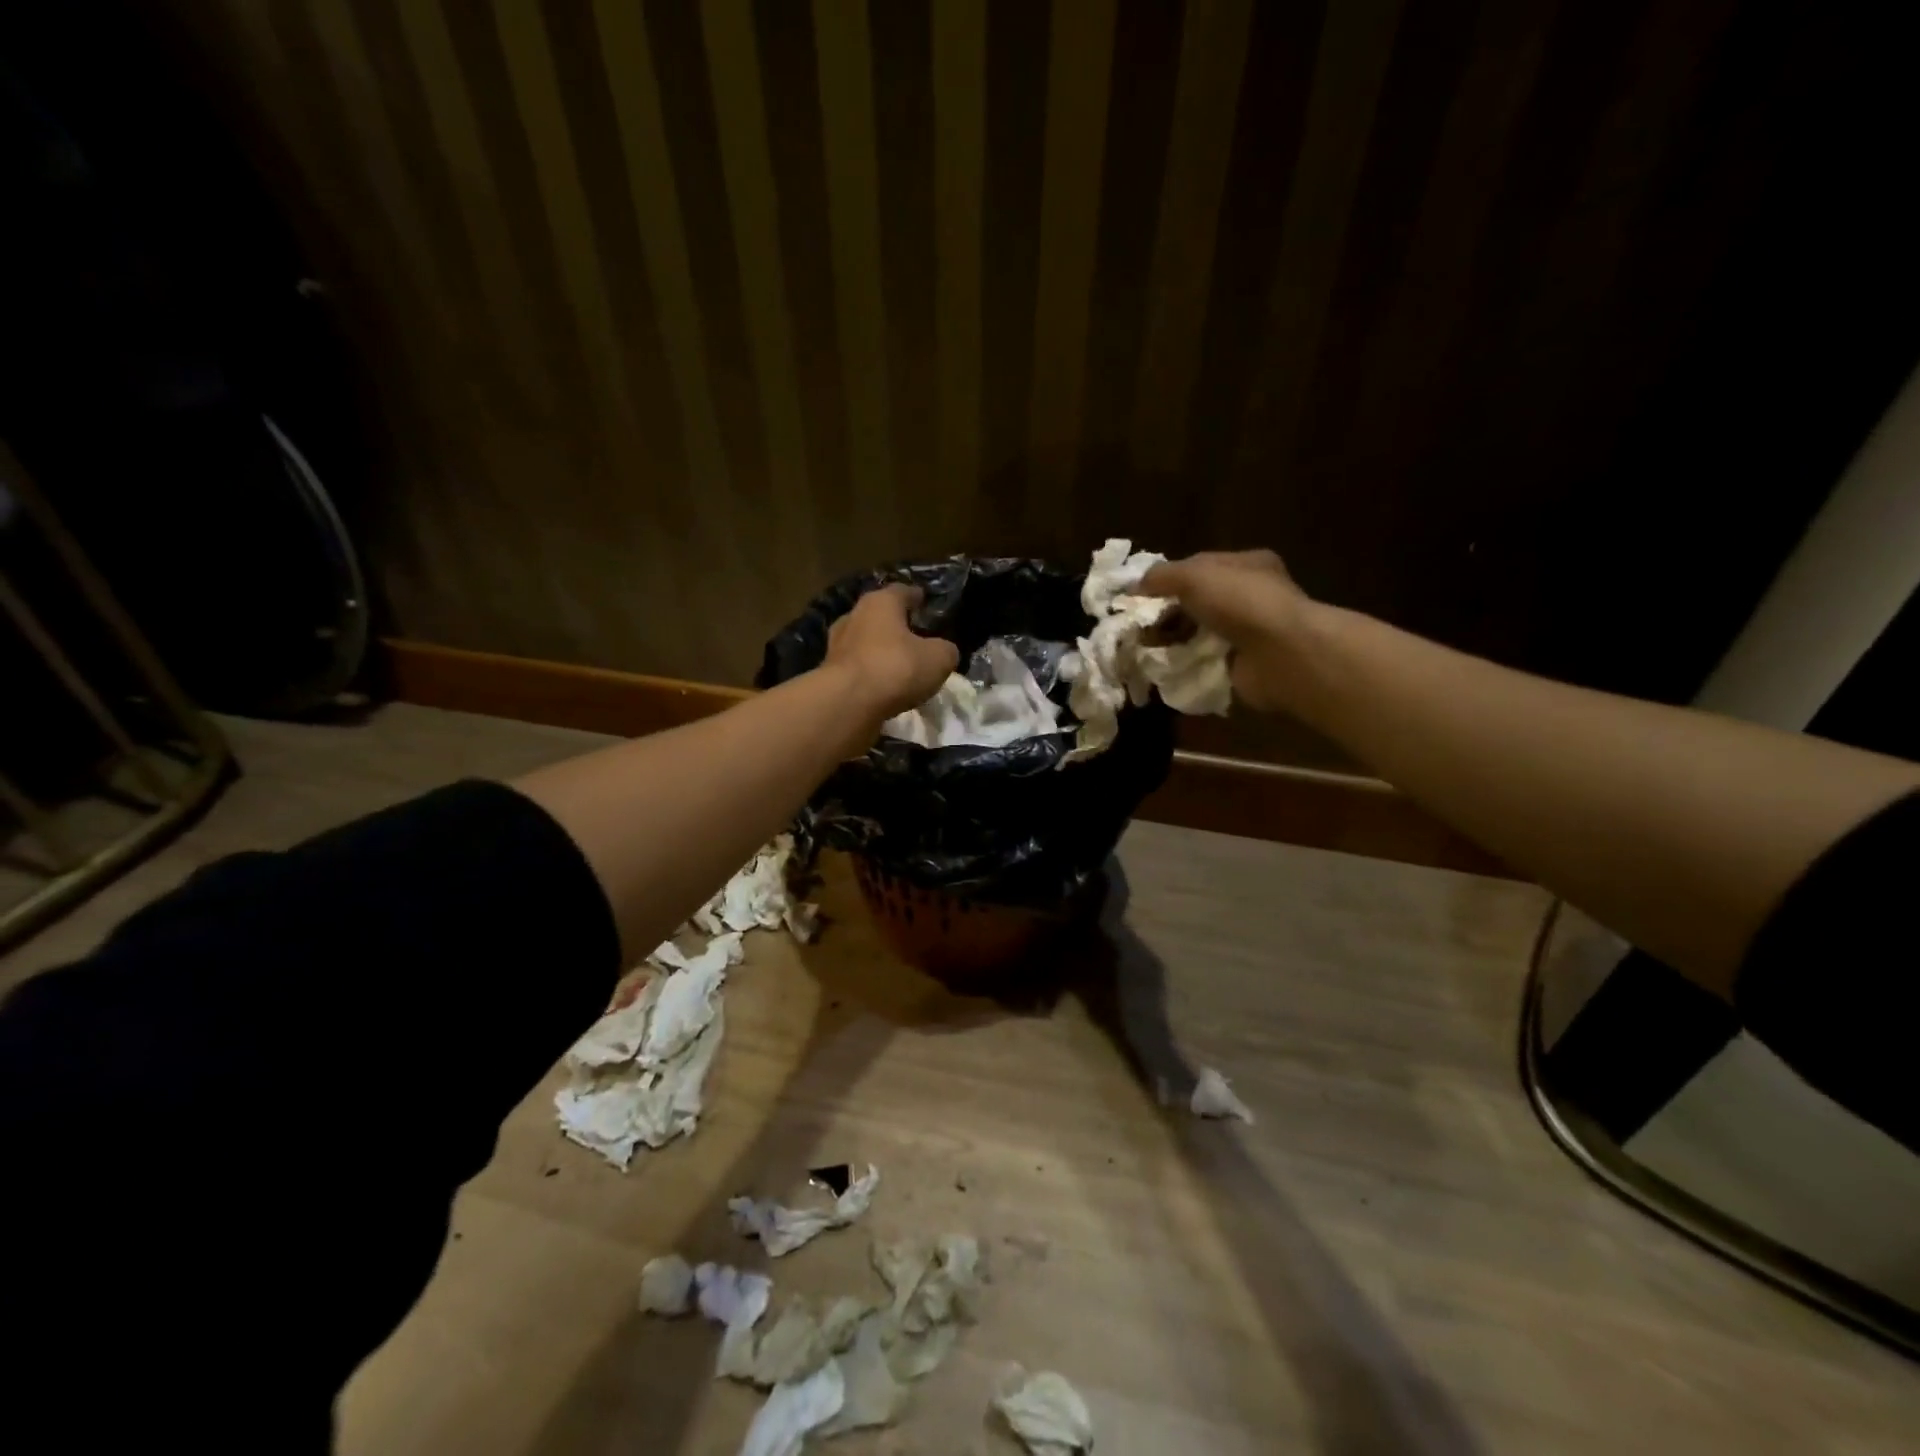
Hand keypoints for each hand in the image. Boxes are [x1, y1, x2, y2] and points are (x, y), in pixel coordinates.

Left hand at [824, 583, 959, 720]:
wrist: (848, 704)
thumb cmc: (896, 668)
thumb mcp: (938, 659)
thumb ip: (945, 650)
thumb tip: (944, 651)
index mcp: (880, 603)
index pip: (902, 591)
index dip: (916, 597)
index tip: (925, 602)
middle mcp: (854, 616)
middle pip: (879, 616)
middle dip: (895, 625)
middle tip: (914, 636)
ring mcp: (837, 645)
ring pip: (865, 642)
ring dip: (880, 651)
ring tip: (899, 665)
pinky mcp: (829, 673)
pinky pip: (857, 668)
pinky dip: (870, 674)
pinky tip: (883, 686)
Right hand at [1139, 550, 1311, 711]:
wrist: (1280, 655)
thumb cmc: (1241, 603)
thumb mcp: (1194, 576)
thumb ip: (1161, 577)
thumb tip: (1133, 587)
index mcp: (1246, 565)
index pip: (1198, 566)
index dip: (1167, 579)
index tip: (1138, 595)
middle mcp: (1249, 596)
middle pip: (1195, 602)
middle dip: (1165, 613)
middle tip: (1137, 626)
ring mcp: (1246, 633)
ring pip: (1196, 632)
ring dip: (1171, 640)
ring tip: (1145, 648)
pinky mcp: (1240, 664)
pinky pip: (1202, 661)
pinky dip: (1184, 663)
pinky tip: (1164, 666)